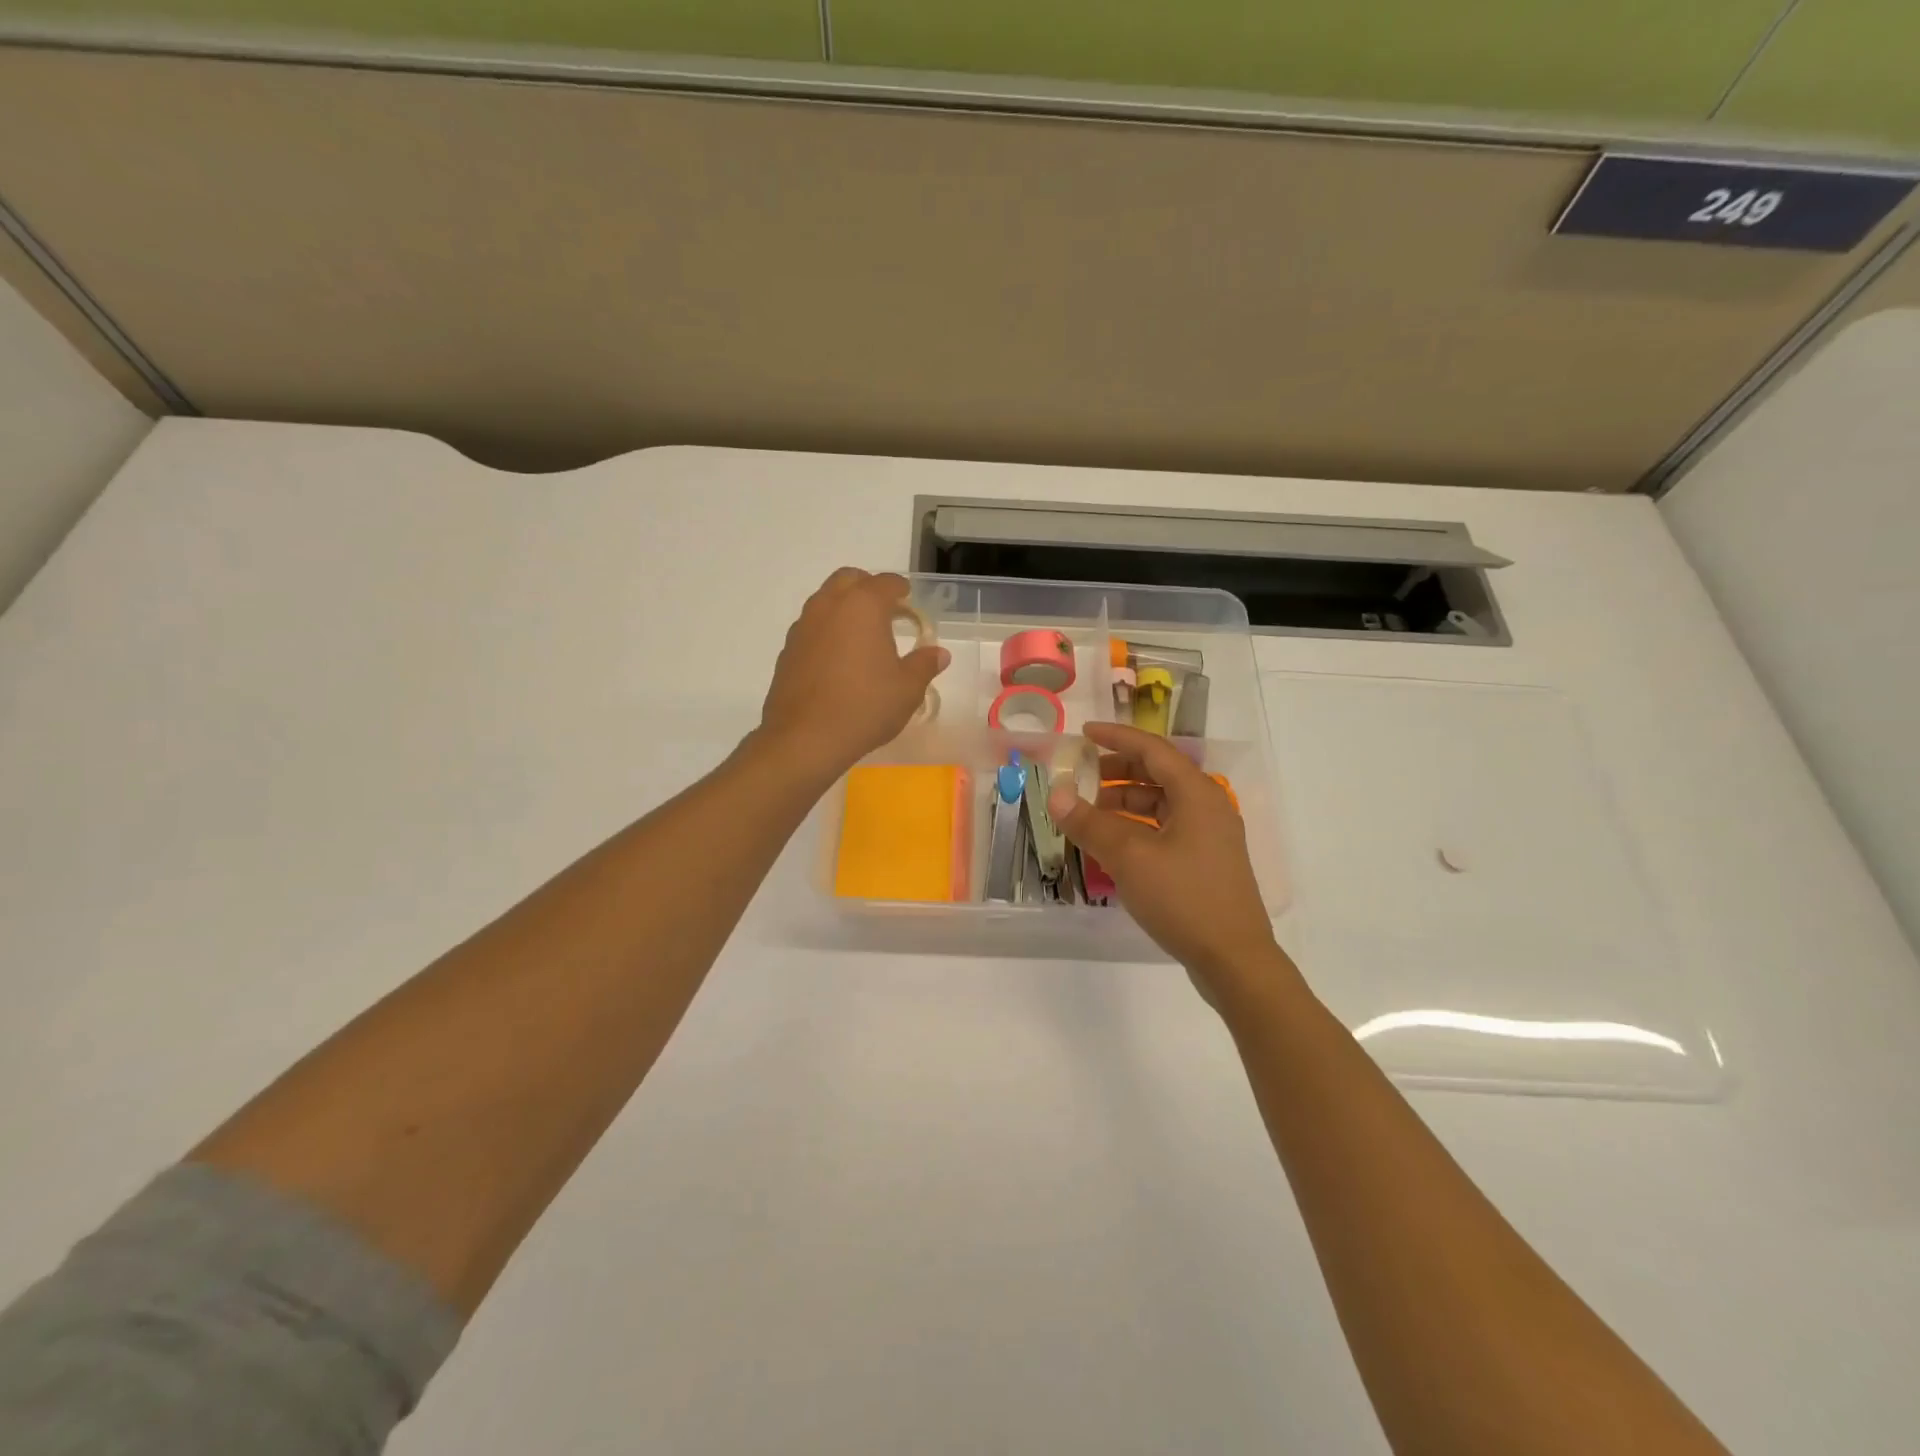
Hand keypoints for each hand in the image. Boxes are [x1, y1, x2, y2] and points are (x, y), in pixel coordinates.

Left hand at [758, 569, 947, 779]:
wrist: (805, 738)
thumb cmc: (865, 707)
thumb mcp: (907, 689)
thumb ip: (924, 665)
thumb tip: (939, 653)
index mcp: (863, 606)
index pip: (885, 582)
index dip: (900, 588)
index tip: (908, 598)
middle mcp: (829, 606)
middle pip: (849, 579)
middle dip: (868, 587)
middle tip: (886, 610)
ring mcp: (803, 626)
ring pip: (825, 600)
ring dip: (844, 607)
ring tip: (862, 635)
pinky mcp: (788, 650)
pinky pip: (811, 627)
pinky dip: (827, 631)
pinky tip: (838, 659)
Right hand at [1047, 722, 1292, 1005]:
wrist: (1234, 960)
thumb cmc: (1184, 898)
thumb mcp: (1129, 857)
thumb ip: (1090, 823)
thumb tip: (1056, 795)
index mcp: (1196, 794)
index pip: (1152, 750)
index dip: (1116, 737)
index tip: (1083, 733)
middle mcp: (1207, 807)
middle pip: (1158, 774)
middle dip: (1117, 771)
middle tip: (1080, 776)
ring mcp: (1209, 837)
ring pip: (1161, 804)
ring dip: (1124, 802)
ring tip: (1089, 814)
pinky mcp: (1205, 863)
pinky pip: (1165, 829)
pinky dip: (1137, 828)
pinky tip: (1113, 845)